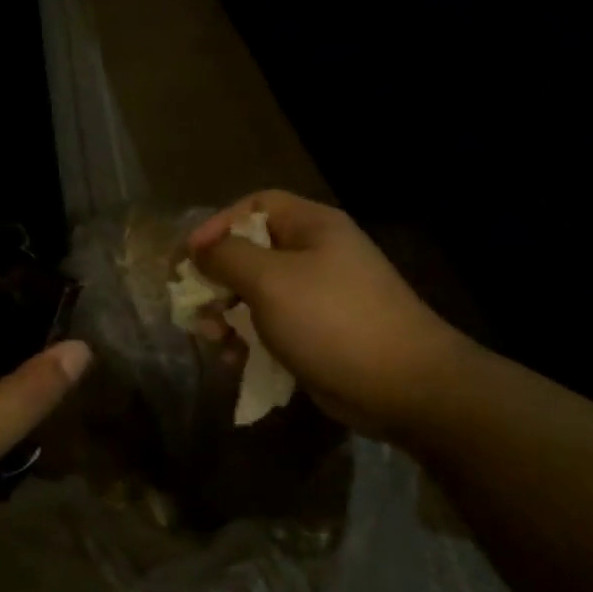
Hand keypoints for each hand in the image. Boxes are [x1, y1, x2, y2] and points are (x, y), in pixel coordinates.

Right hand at [189, 192, 471, 438]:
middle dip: (218, 278)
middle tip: (194, 305)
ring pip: (260, 294)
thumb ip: (227, 257)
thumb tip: (200, 248)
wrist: (403, 385)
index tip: (189, 258)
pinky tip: (235, 360)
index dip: (218, 225)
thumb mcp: (270, 280)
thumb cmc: (331, 320)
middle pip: (254, 251)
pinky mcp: (321, 334)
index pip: (255, 206)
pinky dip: (251, 339)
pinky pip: (276, 326)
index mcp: (312, 226)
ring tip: (213, 337)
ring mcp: (322, 296)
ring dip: (229, 314)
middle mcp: (318, 254)